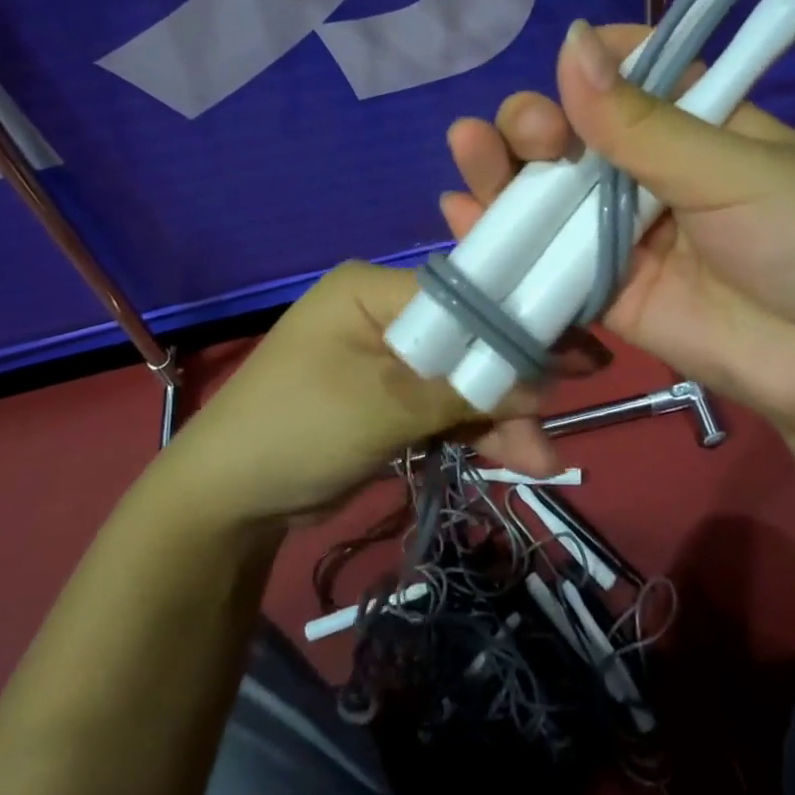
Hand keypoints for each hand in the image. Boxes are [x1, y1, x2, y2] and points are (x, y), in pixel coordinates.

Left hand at [161, 264, 558, 528]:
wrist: (224, 505)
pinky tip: (513, 457)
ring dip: (497, 416)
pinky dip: (472, 431)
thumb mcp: (383, 407)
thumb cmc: (297, 429)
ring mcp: (385, 359)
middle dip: (509, 382)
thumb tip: (540, 384)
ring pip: (458, 378)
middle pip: (465, 338)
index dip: (514, 322)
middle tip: (564, 409)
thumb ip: (463, 391)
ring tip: (542, 460)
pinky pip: (441, 406)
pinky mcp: (387, 400)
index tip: (571, 350)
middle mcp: (382, 314)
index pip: (460, 294)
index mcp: (372, 289)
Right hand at [441, 21, 794, 440]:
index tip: (567, 65)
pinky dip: (501, 239)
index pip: (622, 74)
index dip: (585, 65)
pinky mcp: (608, 292)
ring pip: (548, 193)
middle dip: (535, 123)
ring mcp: (623, 233)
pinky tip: (460, 215)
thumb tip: (571, 42)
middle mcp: (649, 171)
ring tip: (469, 150)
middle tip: (534, 134)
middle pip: (571, 134)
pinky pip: (547, 262)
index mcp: (691, 121)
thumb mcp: (733, 168)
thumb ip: (642, 121)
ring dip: (501, 170)